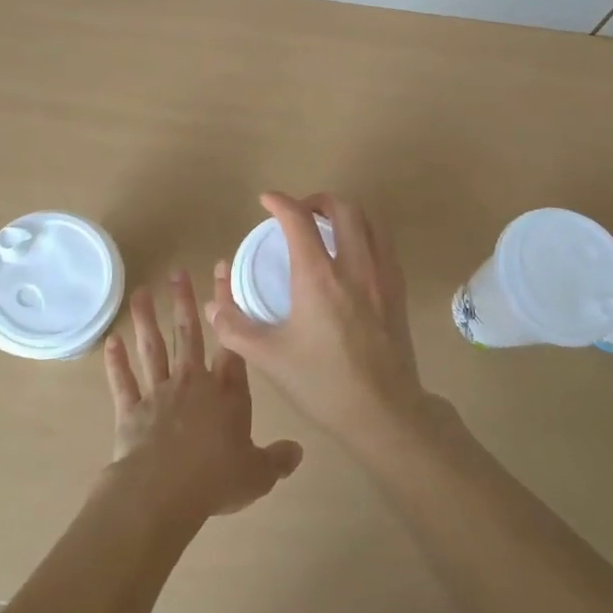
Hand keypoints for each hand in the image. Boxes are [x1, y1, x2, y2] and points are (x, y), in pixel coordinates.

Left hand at [103, 270, 303, 524]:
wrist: (163, 492)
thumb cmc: (215, 479)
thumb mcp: (257, 474)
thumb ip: (277, 459)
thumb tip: (299, 451)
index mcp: (226, 392)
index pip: (231, 341)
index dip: (227, 306)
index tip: (221, 272)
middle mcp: (192, 382)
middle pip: (187, 335)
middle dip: (183, 302)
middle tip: (176, 272)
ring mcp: (158, 393)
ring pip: (153, 349)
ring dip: (146, 321)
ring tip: (140, 293)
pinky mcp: (131, 411)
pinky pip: (124, 382)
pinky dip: (116, 362)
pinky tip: (111, 341)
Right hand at [208, 192, 431, 453]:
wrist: (384, 413)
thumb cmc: (322, 383)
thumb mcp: (268, 357)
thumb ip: (234, 327)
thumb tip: (213, 303)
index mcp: (318, 276)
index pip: (298, 219)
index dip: (280, 202)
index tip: (266, 201)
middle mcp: (354, 265)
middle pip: (343, 208)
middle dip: (317, 200)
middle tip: (299, 212)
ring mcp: (382, 276)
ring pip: (369, 221)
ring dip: (345, 214)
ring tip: (326, 227)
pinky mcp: (398, 291)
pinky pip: (383, 245)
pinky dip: (364, 235)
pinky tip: (351, 257)